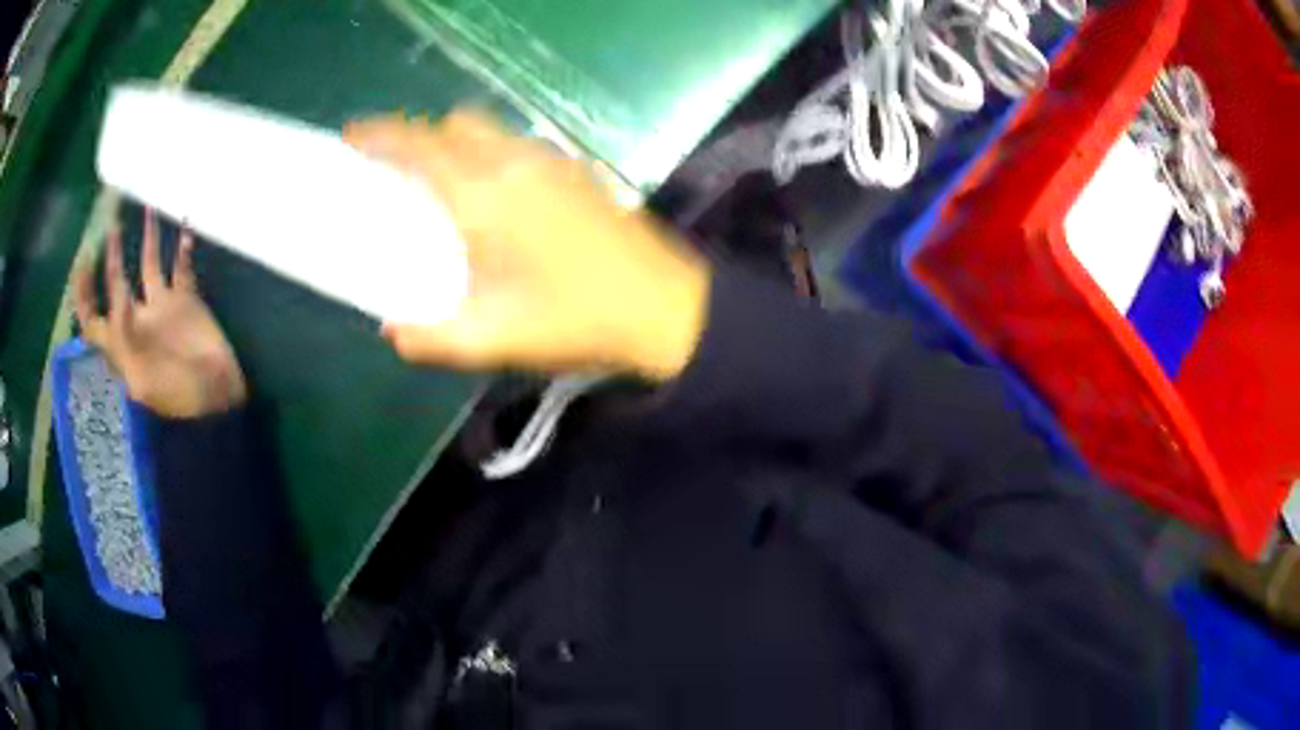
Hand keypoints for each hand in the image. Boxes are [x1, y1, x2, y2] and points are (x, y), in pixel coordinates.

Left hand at [73, 209, 246, 418]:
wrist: (216, 400)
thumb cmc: (176, 397)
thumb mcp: (142, 379)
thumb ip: (125, 338)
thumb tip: (117, 298)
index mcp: (121, 343)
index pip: (92, 316)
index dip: (83, 292)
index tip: (83, 261)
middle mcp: (137, 320)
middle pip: (117, 282)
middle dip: (111, 256)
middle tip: (112, 225)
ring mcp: (162, 308)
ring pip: (150, 266)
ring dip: (148, 239)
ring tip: (149, 209)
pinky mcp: (187, 302)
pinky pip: (183, 268)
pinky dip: (184, 249)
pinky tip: (186, 227)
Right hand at [344, 110, 710, 381]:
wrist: (665, 308)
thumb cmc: (576, 321)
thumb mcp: (493, 340)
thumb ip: (431, 336)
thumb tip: (393, 328)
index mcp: (484, 196)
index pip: (418, 147)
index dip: (380, 136)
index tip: (351, 137)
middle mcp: (515, 162)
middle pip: (453, 125)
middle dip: (416, 137)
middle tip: (395, 170)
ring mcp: (551, 161)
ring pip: (487, 129)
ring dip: (454, 143)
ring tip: (439, 181)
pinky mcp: (576, 170)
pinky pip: (515, 143)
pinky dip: (487, 152)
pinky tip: (492, 196)